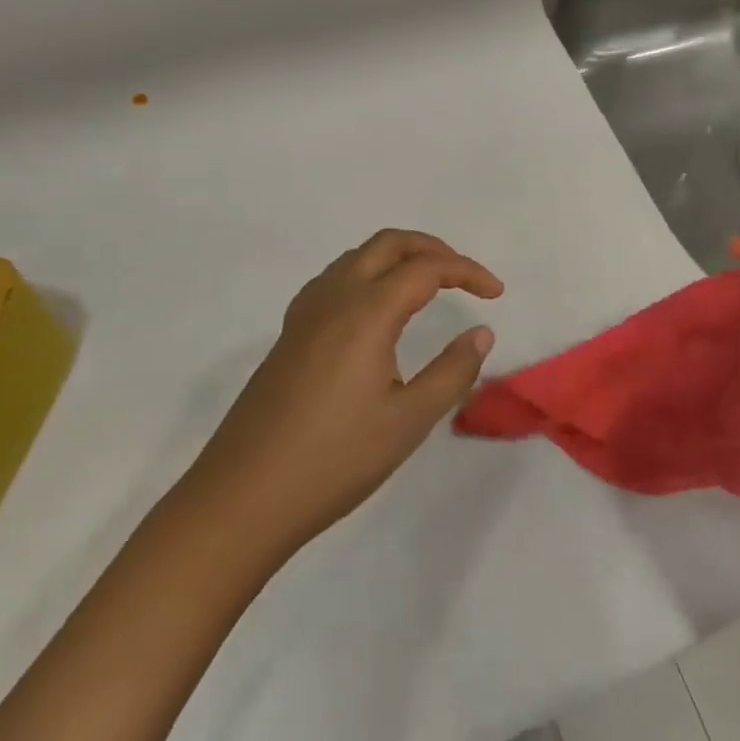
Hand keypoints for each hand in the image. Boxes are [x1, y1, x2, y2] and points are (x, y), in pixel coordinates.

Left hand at [186, 230, 502, 556]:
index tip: (496, 294)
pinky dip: (368, 274)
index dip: (467, 272)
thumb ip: (452, 371)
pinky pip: (335, 279)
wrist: (243, 496)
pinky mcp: (290, 333)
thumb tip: (481, 332)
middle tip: (465, 277)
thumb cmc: (334, 461)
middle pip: (388, 244)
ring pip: (358, 257)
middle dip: (433, 249)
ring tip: (428, 287)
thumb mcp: (408, 422)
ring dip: (398, 257)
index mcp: (366, 312)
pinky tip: (375, 310)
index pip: (426, 268)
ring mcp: (305, 313)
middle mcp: (334, 298)